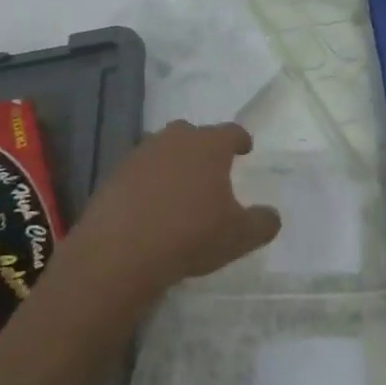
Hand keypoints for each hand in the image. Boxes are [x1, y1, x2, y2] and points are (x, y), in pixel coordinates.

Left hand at [70, 120, 280, 296]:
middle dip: (203, 147)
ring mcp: (140, 156)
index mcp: (209, 146)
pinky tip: (151, 208)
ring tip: (180, 189)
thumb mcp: (240, 236)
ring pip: (163, 151)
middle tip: (211, 169)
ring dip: (173, 164)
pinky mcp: (113, 176)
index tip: (245, 148)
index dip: (240, 140)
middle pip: (193, 134)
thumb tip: (272, 216)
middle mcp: (174, 140)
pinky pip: (138, 173)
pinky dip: (147, 184)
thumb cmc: (191, 235)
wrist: (120, 252)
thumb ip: (263, 223)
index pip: (231, 132)